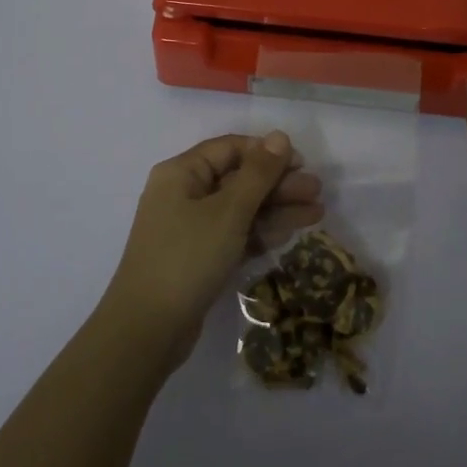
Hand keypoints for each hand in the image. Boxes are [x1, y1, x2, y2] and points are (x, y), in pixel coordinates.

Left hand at [100, 132, 324, 371]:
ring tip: (317, 213)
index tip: (301, 163)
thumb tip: (279, 136)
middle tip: (317, 191)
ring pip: (241, 209)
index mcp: (181, 173)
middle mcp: (184, 194)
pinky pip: (236, 234)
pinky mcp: (200, 257)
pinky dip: (262, 232)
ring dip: (277, 209)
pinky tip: (292, 233)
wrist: (148, 330)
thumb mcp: (228, 211)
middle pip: (238, 179)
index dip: (266, 152)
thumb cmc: (187, 257)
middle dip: (279, 184)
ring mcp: (192, 228)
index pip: (230, 148)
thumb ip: (258, 173)